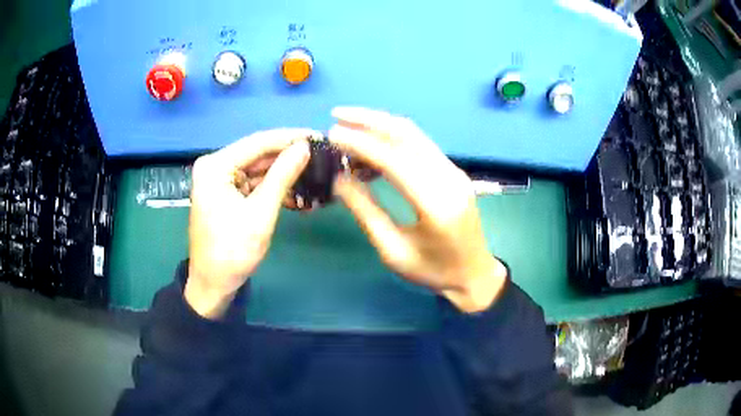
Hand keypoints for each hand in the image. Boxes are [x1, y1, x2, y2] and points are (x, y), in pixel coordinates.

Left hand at [185, 129, 314, 318]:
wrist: (213, 284)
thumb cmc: (233, 251)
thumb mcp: (261, 213)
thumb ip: (282, 176)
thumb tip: (304, 147)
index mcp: (215, 166)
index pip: (258, 142)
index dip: (290, 137)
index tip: (318, 135)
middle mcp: (215, 166)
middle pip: (258, 154)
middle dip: (288, 157)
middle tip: (321, 155)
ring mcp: (220, 179)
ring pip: (258, 169)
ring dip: (284, 174)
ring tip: (315, 173)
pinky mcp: (227, 192)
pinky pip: (254, 183)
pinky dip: (273, 188)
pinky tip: (297, 193)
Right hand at [330, 108, 506, 312]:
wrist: (474, 274)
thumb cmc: (433, 272)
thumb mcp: (394, 251)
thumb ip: (366, 212)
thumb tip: (340, 179)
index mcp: (435, 204)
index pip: (394, 159)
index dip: (361, 143)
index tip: (332, 134)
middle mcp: (449, 178)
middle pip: (407, 134)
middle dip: (369, 120)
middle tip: (337, 114)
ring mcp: (454, 171)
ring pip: (415, 134)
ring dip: (381, 123)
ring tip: (349, 123)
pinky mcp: (453, 171)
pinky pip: (421, 144)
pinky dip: (393, 137)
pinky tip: (373, 141)